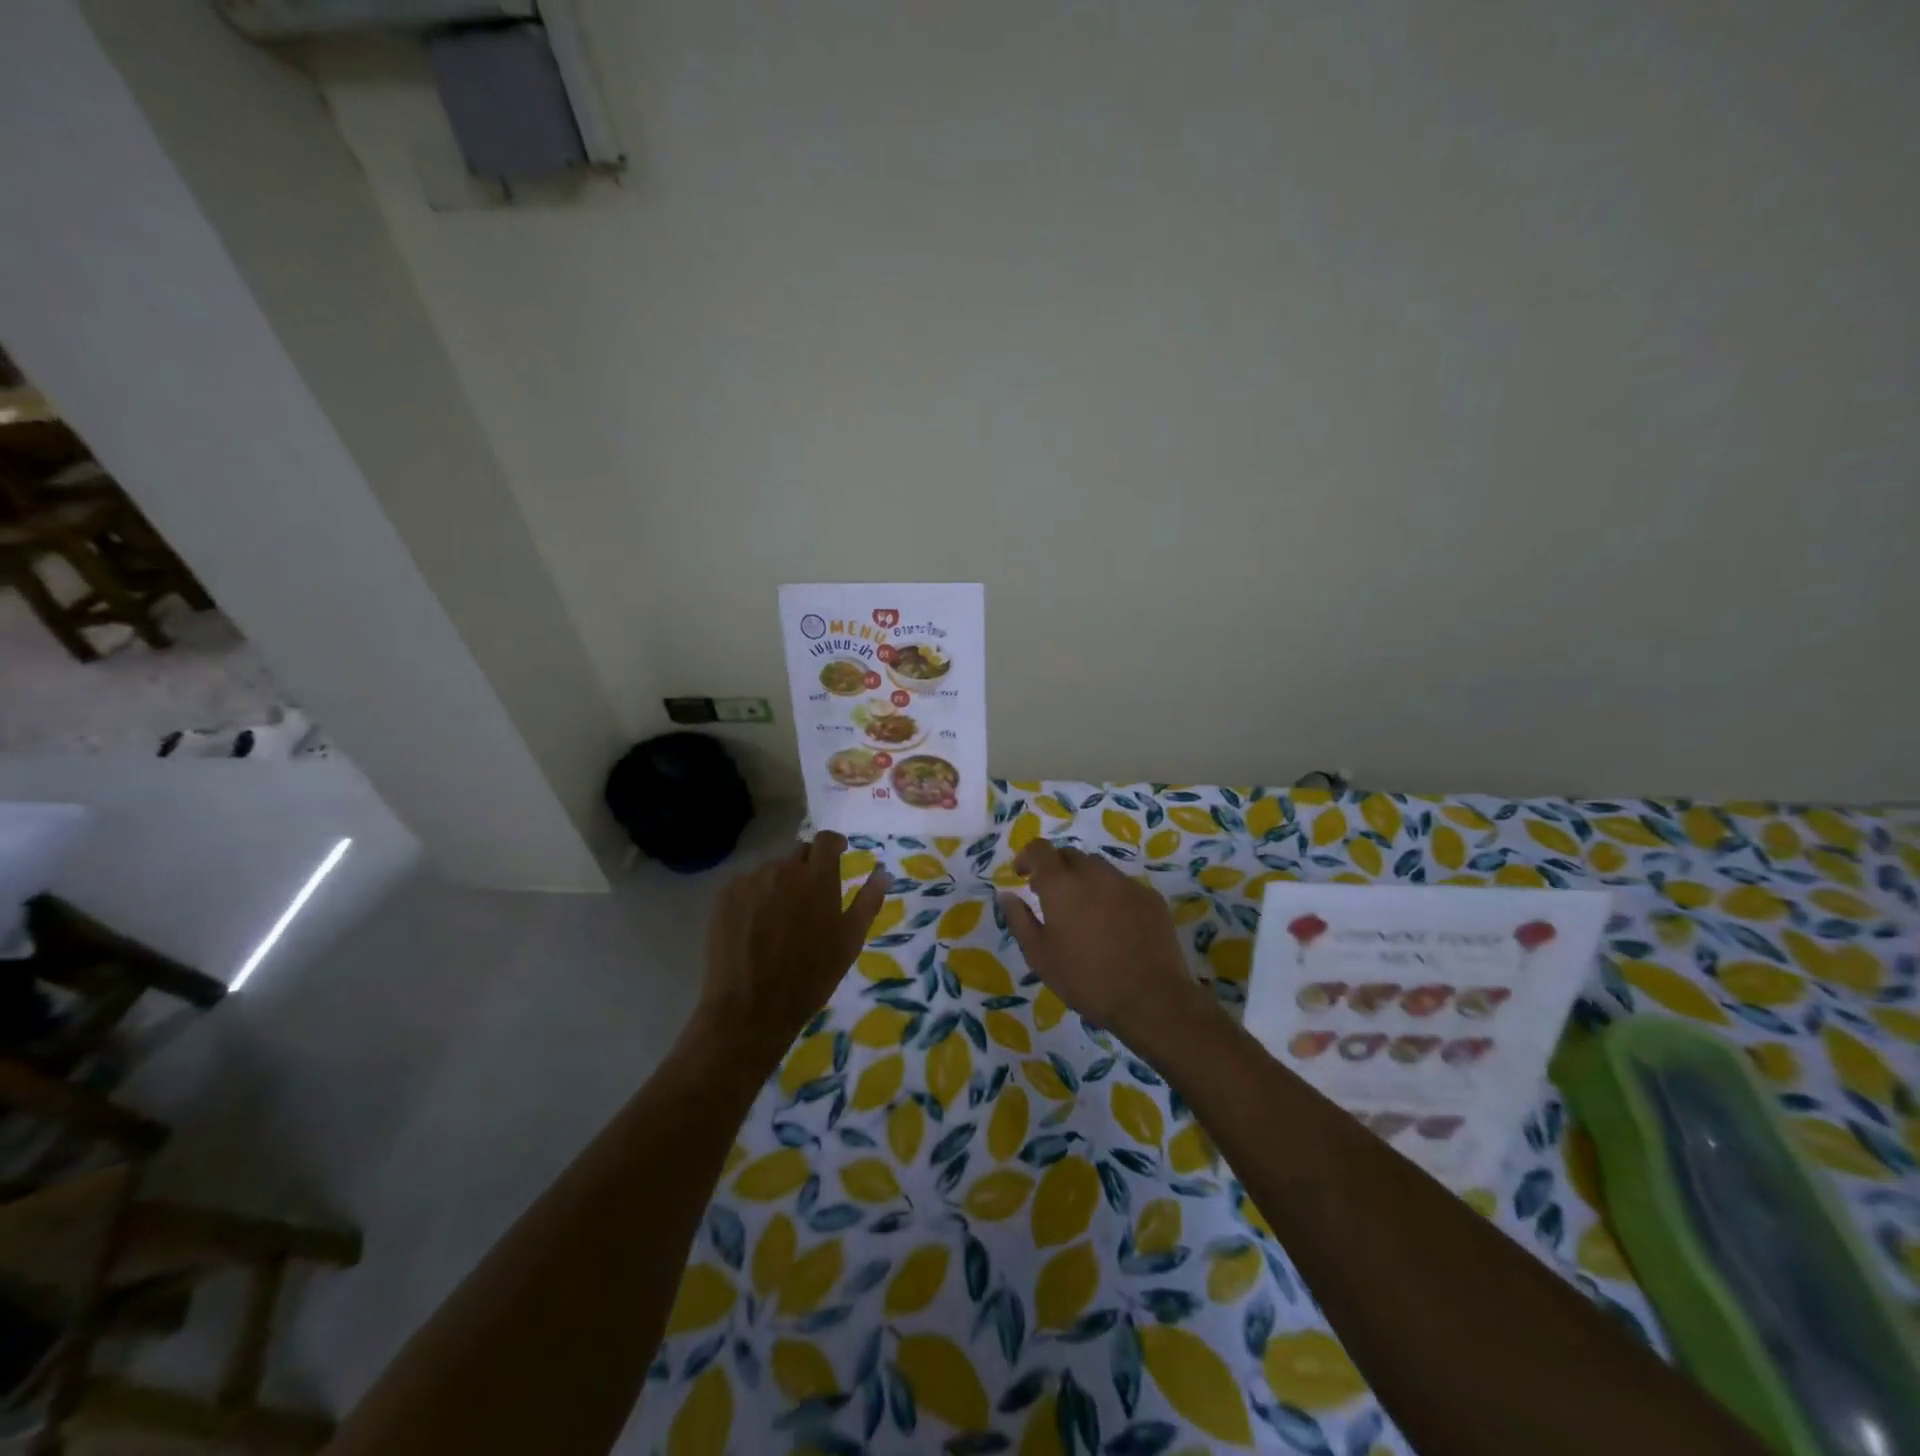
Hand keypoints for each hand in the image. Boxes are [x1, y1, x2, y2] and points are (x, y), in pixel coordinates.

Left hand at [699, 831, 888, 1057]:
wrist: (751, 1007)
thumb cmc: (811, 976)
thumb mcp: (850, 941)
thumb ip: (869, 900)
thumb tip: (884, 872)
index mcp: (818, 877)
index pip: (826, 839)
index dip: (834, 844)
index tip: (839, 855)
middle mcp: (783, 869)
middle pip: (799, 853)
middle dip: (809, 866)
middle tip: (811, 896)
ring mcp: (751, 881)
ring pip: (772, 869)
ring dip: (782, 882)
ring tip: (782, 915)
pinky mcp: (725, 896)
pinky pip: (747, 884)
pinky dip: (756, 895)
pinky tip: (757, 924)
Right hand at [997, 840, 1209, 1046]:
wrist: (1151, 999)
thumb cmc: (1085, 980)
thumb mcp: (1040, 956)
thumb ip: (1019, 919)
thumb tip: (1006, 894)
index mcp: (1062, 884)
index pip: (1040, 849)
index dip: (1027, 857)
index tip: (1022, 875)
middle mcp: (1094, 873)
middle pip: (1070, 855)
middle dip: (1056, 868)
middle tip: (1051, 897)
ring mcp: (1126, 883)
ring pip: (1098, 868)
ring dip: (1084, 880)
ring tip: (1083, 911)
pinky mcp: (1151, 897)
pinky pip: (1123, 885)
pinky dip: (1111, 895)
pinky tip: (1114, 924)